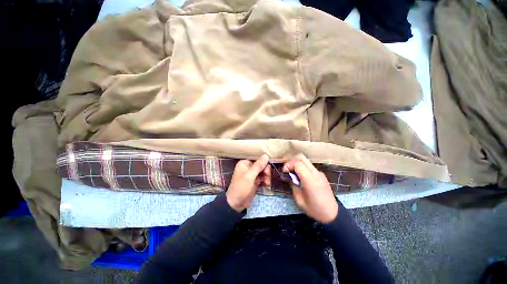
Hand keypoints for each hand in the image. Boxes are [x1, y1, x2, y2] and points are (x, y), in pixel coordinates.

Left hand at [226, 154, 270, 211]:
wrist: (236, 204)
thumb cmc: (241, 188)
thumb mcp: (250, 176)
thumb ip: (258, 166)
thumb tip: (266, 155)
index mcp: (245, 163)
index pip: (258, 159)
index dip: (264, 164)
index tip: (267, 171)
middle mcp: (248, 167)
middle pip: (262, 165)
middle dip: (266, 172)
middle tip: (268, 178)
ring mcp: (252, 174)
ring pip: (263, 172)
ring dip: (267, 177)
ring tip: (267, 184)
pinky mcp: (255, 181)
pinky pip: (263, 178)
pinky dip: (265, 181)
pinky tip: (267, 185)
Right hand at [283, 155, 338, 223]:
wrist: (332, 214)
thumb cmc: (314, 209)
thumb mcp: (299, 200)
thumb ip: (293, 185)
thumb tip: (288, 176)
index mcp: (310, 180)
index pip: (297, 163)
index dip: (288, 165)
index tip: (284, 172)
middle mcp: (315, 173)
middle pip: (302, 158)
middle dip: (292, 162)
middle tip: (287, 170)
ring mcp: (319, 173)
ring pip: (305, 161)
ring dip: (297, 164)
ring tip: (293, 174)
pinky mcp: (321, 174)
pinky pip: (309, 166)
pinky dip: (302, 168)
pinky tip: (300, 177)